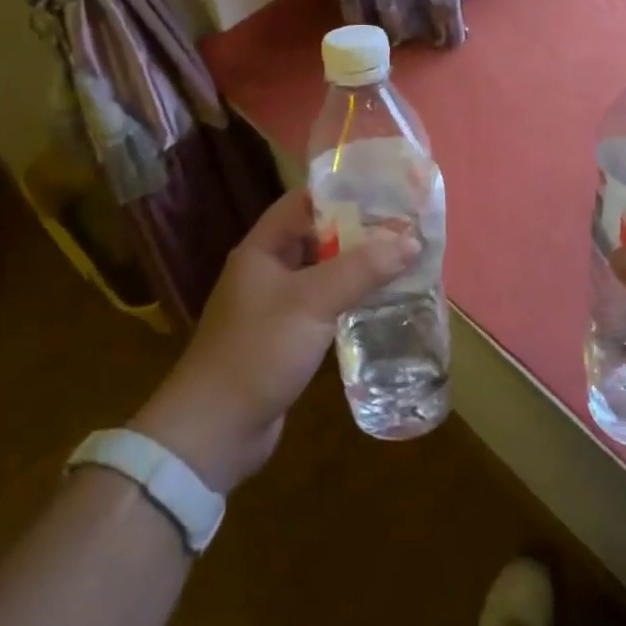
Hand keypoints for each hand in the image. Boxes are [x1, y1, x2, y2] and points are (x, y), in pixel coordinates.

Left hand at [130, 190, 413, 492]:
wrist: (215, 431)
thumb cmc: (259, 350)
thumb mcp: (313, 302)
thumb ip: (362, 269)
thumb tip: (411, 240)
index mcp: (261, 249)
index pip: (301, 203)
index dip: (339, 194)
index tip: (382, 193)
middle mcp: (266, 271)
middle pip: (315, 237)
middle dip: (355, 231)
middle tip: (402, 227)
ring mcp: (274, 306)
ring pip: (320, 273)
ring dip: (354, 267)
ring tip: (400, 259)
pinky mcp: (284, 338)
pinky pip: (321, 306)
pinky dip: (346, 299)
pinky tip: (378, 302)